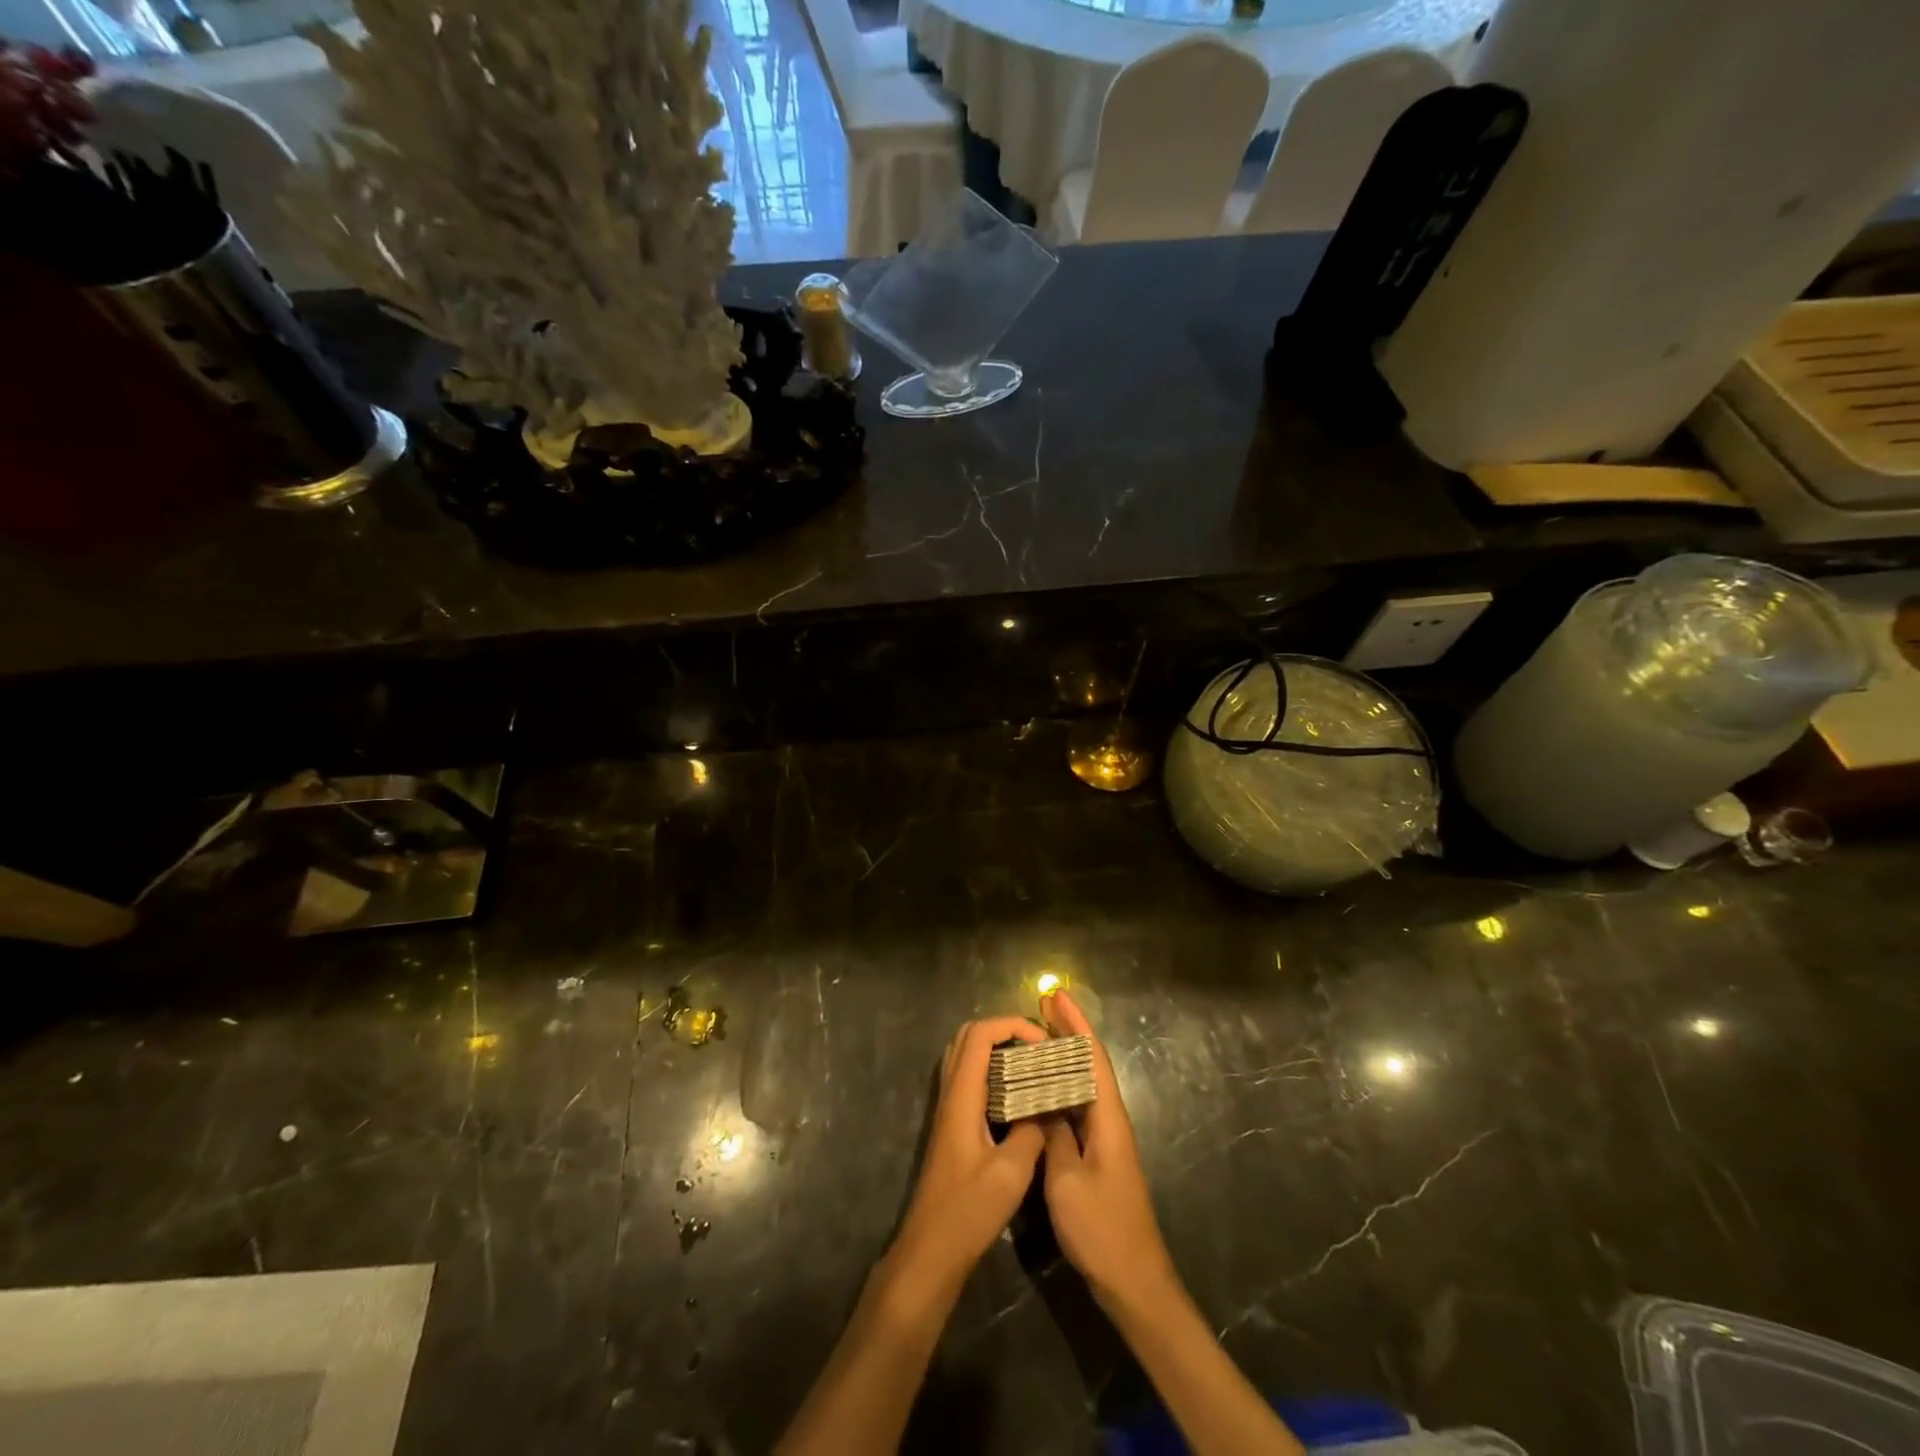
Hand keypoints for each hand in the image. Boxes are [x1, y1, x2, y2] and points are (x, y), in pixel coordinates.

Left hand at [892, 1017, 1048, 1288]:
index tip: (1043, 1044)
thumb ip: (1031, 1130)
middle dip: (1005, 1031)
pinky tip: (1018, 1096)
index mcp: (962, 1096)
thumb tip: (1048, 1105)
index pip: (980, 1034)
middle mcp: (951, 1093)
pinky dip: (992, 1072)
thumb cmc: (969, 1211)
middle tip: (1038, 1049)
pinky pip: (969, 1079)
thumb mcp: (1011, 1172)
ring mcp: (948, 1109)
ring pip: (967, 1056)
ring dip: (997, 1050)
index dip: (1012, 1026)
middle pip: (969, 1036)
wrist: (931, 1250)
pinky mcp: (952, 1126)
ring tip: (1031, 1066)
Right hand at [1039, 989, 1176, 1311]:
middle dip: (1069, 1030)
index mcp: (1107, 1118)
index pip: (1091, 1057)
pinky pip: (1077, 1106)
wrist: (1134, 1282)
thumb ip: (1053, 1134)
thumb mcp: (1066, 1180)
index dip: (1074, 1023)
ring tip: (1037, 1033)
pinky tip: (1042, 1086)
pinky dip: (1060, 1086)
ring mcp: (1105, 1138)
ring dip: (1063, 1055)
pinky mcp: (1097, 1156)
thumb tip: (1039, 1098)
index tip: (1056, 995)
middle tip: (1043, 1003)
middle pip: (1089, 1063)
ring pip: (1083, 1084)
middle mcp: (1110, 1120)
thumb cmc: (1101, 1229)